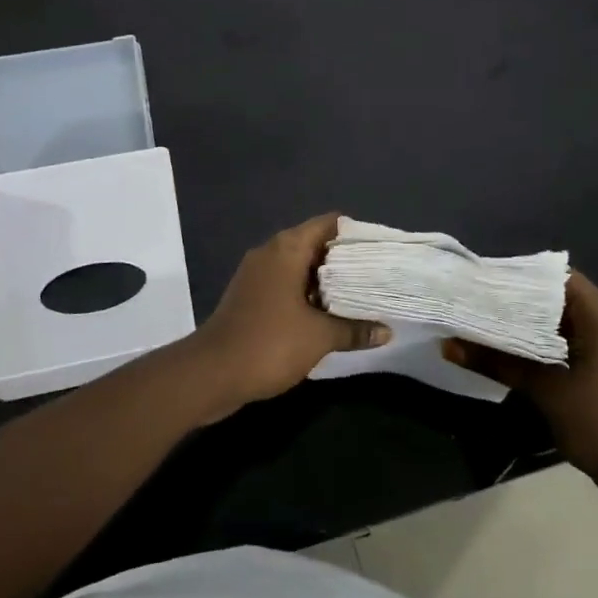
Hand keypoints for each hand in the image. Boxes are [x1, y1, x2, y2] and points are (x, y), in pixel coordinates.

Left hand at [185, 214, 390, 415]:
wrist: (211, 373)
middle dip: (345, 261)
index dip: (356, 235)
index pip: (328, 224)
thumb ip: (354, 329)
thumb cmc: (269, 343)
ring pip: (300, 267)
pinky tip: (328, 316)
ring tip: (359, 297)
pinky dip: (307, 295)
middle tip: (376, 277)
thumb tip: (386, 332)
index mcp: (287, 249)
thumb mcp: (319, 337)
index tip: (380, 253)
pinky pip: (285, 285)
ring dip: (326, 282)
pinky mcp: (250, 296)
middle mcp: (270, 253)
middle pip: (315, 244)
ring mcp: (257, 275)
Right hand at [444, 271, 597, 489]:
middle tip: (477, 299)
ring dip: (527, 320)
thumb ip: (497, 362)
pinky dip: (539, 338)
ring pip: (559, 318)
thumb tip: (448, 345)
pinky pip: (566, 337)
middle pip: (556, 295)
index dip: (520, 275)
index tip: (484, 280)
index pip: (556, 277)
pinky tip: (508, 345)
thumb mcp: (544, 389)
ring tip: (484, 318)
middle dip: (518, 298)